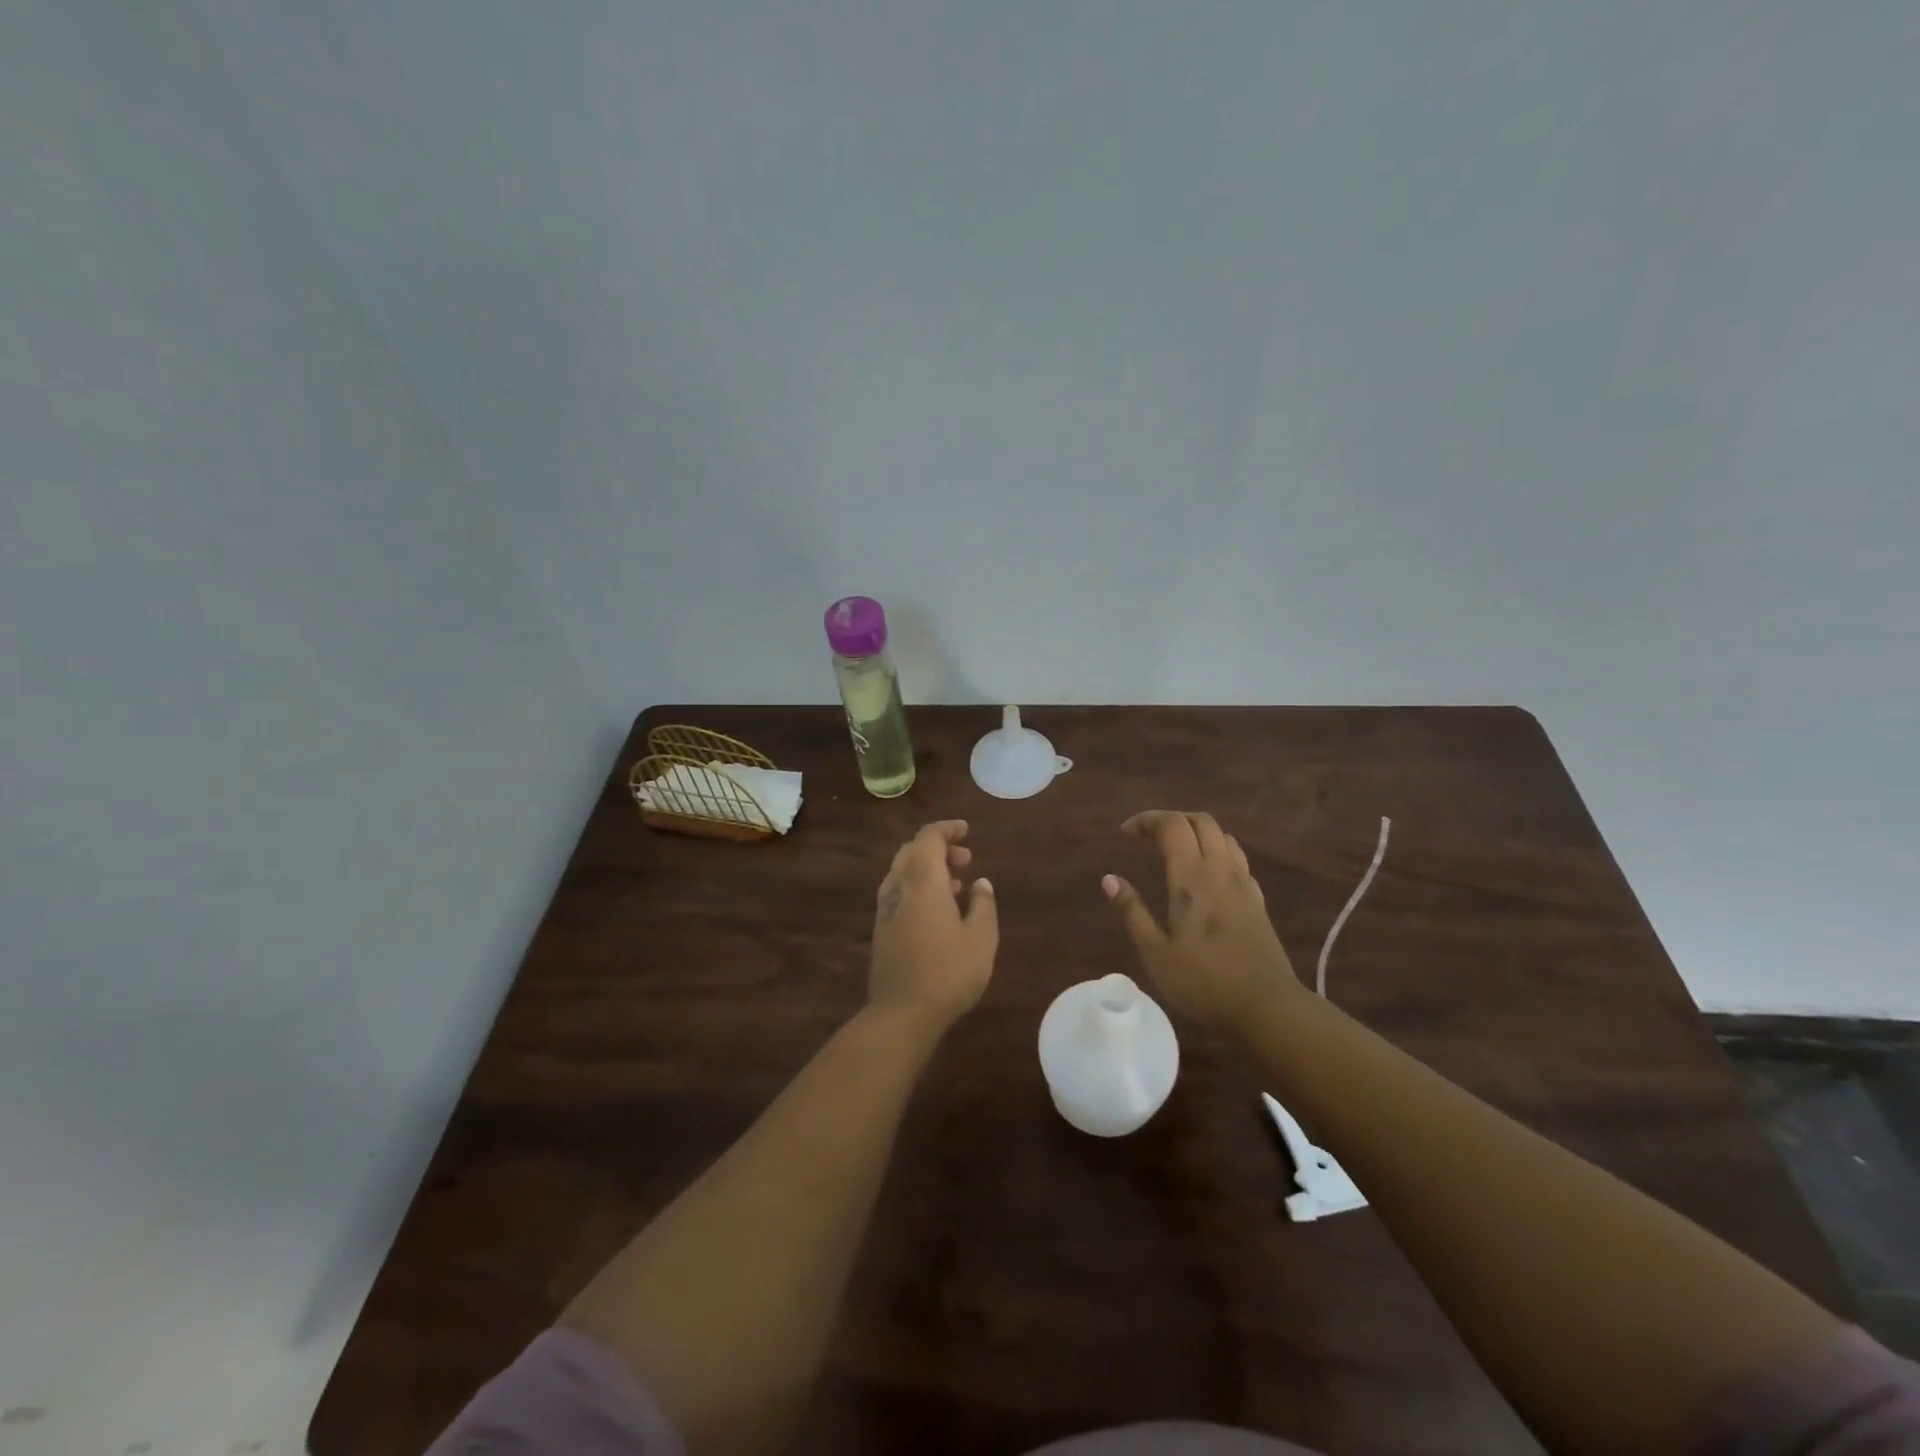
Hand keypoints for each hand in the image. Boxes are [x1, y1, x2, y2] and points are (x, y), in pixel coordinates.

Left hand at [869, 820, 998, 1030]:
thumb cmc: (948, 973)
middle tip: (966, 859)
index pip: (928, 838)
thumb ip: (983, 904)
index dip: (947, 829)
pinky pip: (899, 892)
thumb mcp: (981, 939)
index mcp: (922, 882)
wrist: (901, 1014)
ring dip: (928, 868)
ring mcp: (886, 910)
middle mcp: (899, 888)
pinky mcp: (881, 930)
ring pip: (903, 872)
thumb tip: (980, 883)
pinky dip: (919, 887)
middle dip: (938, 848)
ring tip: (958, 885)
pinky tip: (939, 910)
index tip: (966, 830)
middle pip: (912, 851)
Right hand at [1103, 811, 1302, 1029]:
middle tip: (1148, 837)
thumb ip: (1132, 911)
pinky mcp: (1257, 900)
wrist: (1268, 1008)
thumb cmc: (1204, 982)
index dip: (1147, 820)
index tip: (1126, 834)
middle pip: (1200, 821)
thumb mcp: (1155, 953)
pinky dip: (1216, 850)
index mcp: (1191, 877)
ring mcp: (1243, 884)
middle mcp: (1220, 870)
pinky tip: (1206, 874)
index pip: (1171, 825)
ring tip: (1175, 850)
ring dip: (1196, 832)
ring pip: (1223, 836)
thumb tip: (1109, 879)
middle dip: (1171, 819)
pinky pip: (1237, 857)